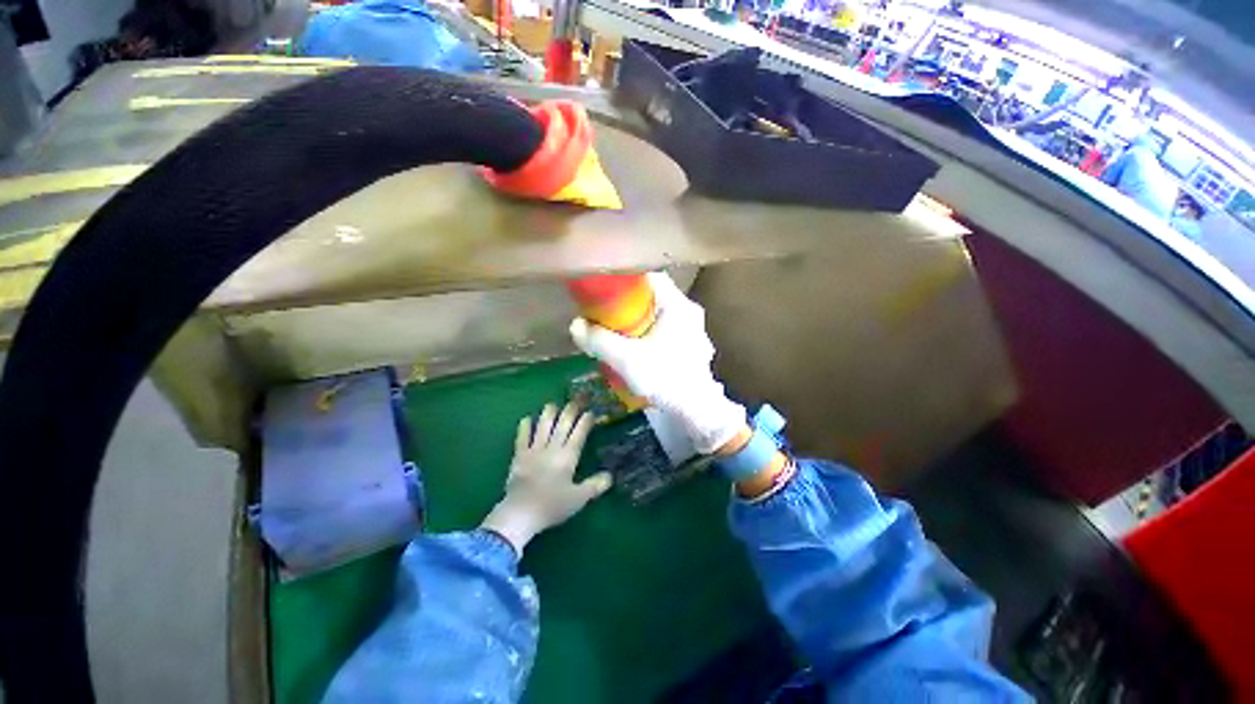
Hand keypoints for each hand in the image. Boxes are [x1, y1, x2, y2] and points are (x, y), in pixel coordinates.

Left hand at [481, 403, 612, 553]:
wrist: (520, 513)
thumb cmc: (552, 506)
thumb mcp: (579, 499)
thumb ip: (595, 486)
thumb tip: (610, 476)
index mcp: (568, 457)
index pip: (579, 434)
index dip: (585, 421)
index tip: (591, 412)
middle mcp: (552, 449)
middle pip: (562, 425)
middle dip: (570, 411)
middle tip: (575, 400)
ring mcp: (534, 451)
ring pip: (543, 426)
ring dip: (548, 414)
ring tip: (553, 404)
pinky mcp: (519, 456)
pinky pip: (522, 437)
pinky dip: (525, 427)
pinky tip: (527, 418)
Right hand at [569, 272, 746, 453]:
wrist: (696, 411)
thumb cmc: (665, 378)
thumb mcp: (627, 359)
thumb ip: (599, 340)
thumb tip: (575, 325)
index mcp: (679, 306)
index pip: (651, 277)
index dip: (626, 280)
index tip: (606, 289)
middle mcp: (689, 313)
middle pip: (653, 297)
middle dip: (628, 303)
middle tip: (607, 313)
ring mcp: (692, 330)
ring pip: (658, 315)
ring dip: (638, 320)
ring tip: (618, 332)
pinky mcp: (690, 345)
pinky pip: (664, 329)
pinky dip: (648, 333)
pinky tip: (636, 348)